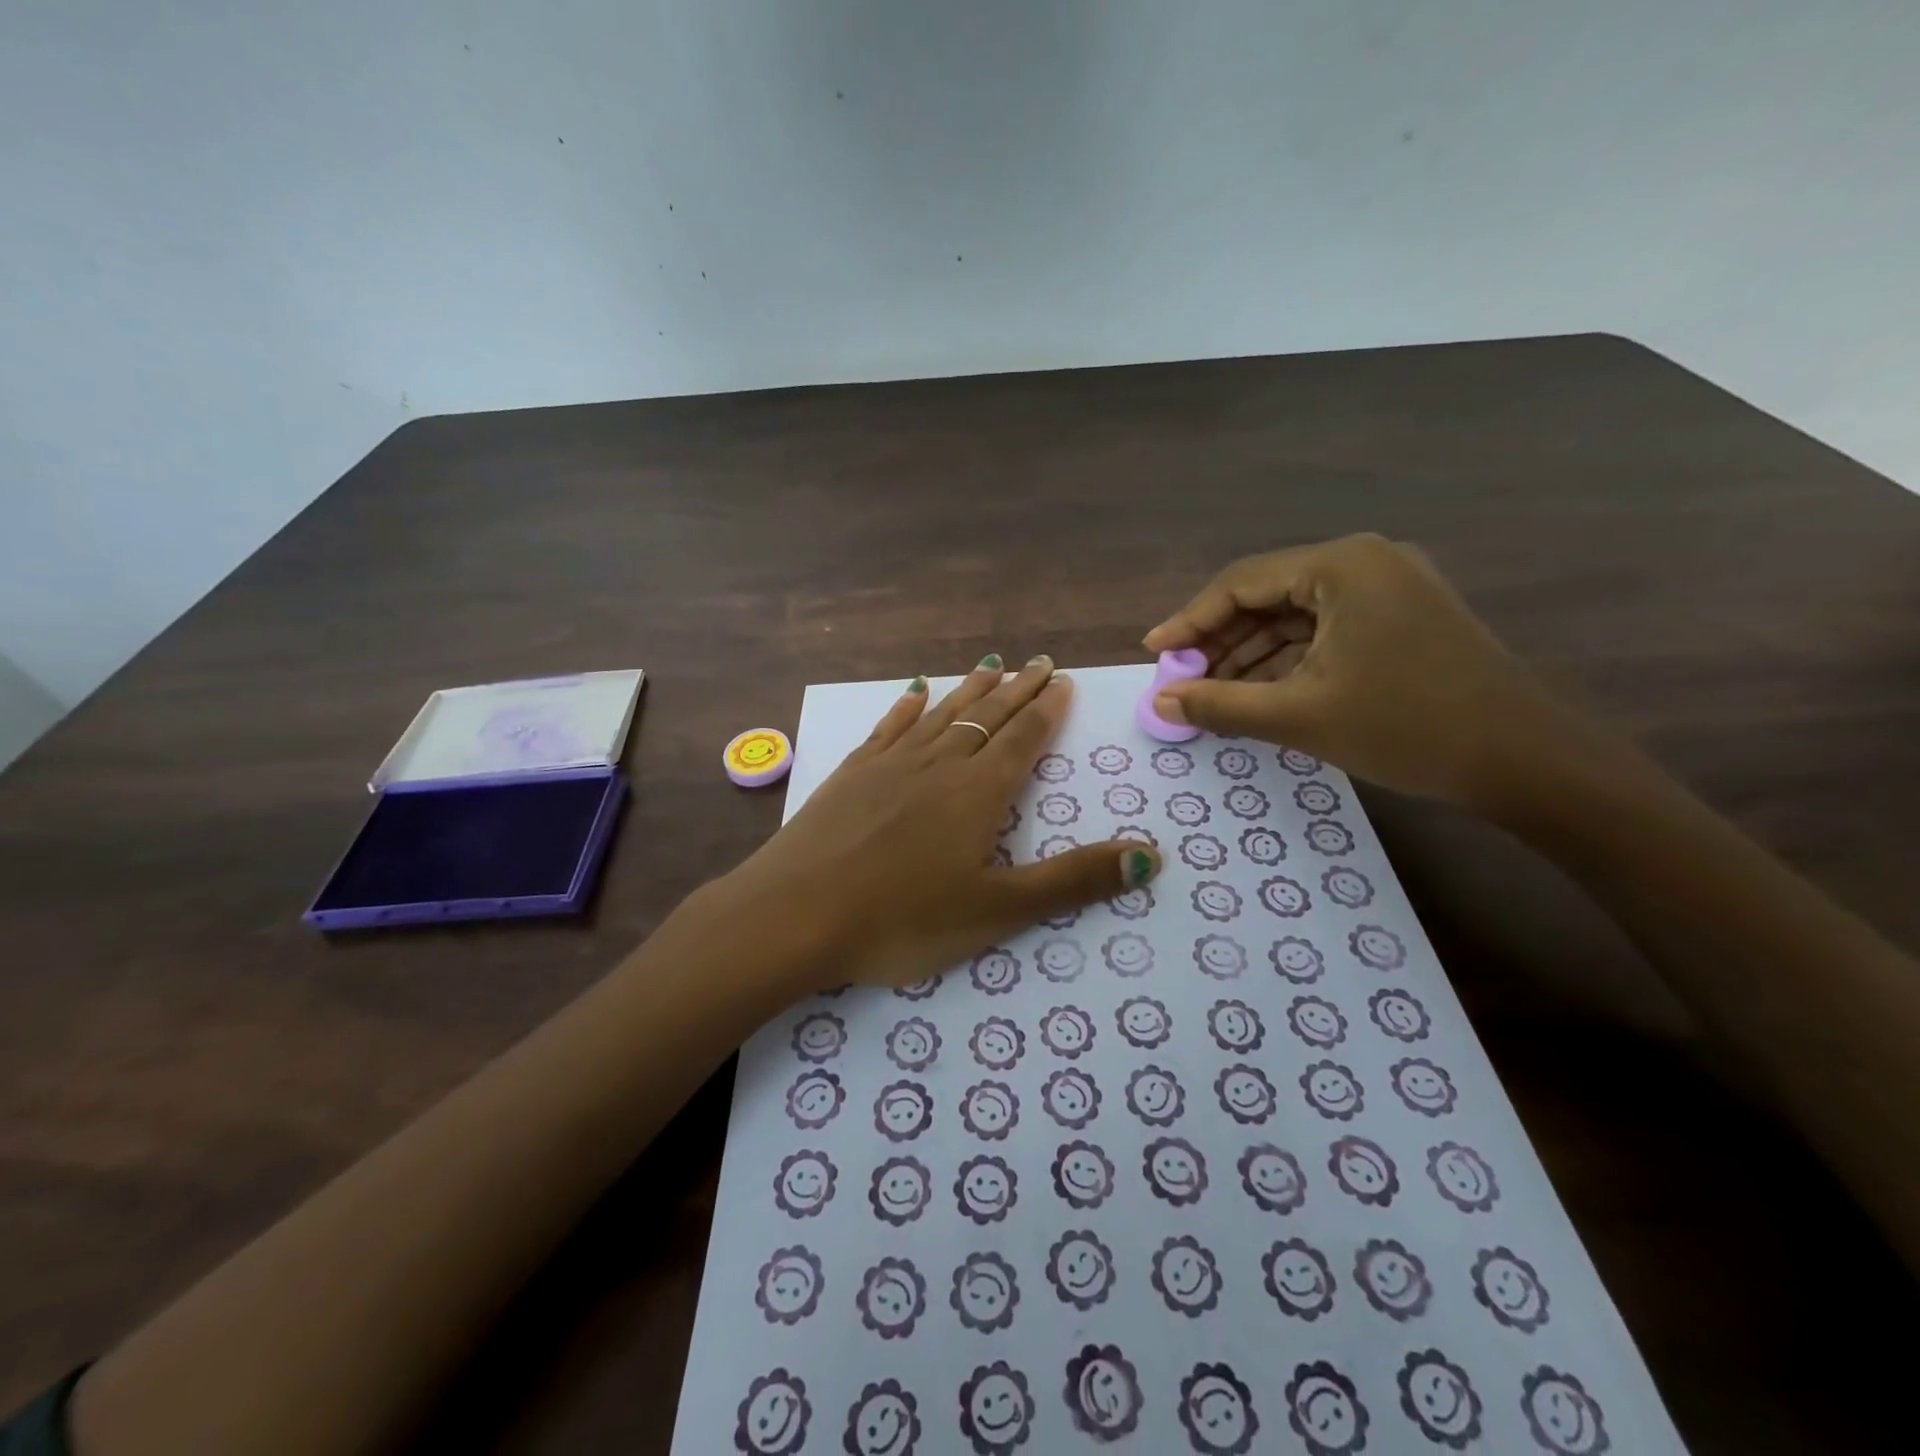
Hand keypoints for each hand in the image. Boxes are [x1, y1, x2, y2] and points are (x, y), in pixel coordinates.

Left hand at [714, 654, 1161, 993]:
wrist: (795, 914)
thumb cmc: (902, 919)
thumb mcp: (999, 910)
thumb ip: (1074, 882)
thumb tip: (1152, 857)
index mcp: (978, 794)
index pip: (1022, 739)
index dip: (1045, 710)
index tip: (1060, 680)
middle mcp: (938, 765)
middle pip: (986, 717)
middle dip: (1016, 690)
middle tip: (1038, 661)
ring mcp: (890, 765)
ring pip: (941, 715)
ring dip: (970, 690)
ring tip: (991, 664)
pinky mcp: (851, 774)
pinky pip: (889, 728)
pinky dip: (907, 707)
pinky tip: (914, 692)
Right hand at [1142, 533, 1572, 808]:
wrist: (1526, 762)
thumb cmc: (1406, 727)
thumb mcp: (1298, 716)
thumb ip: (1219, 705)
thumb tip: (1159, 703)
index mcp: (1342, 566)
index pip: (1241, 583)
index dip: (1190, 620)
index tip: (1154, 653)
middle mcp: (1365, 563)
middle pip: (1267, 596)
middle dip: (1221, 641)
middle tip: (1182, 681)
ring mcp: (1389, 589)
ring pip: (1295, 617)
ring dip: (1251, 655)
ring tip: (1213, 695)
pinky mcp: (1402, 619)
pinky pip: (1325, 632)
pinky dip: (1288, 661)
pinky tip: (1260, 694)